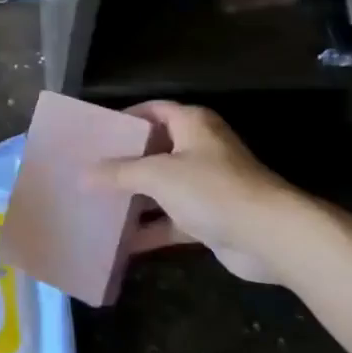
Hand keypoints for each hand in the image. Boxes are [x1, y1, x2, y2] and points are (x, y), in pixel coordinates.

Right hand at [94, 101, 301, 282]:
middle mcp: (199, 148)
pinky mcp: (210, 218)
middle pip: (155, 149)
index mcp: (192, 124)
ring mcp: (206, 185)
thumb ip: (119, 173)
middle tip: (88, 170)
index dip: (125, 118)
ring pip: (162, 187)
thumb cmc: (212, 189)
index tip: (96, 132)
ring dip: (134, 198)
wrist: (269, 236)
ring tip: (95, 204)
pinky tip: (120, 242)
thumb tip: (82, 174)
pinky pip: (171, 219)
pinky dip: (150, 229)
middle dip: (124, 162)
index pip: (153, 110)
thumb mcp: (158, 175)